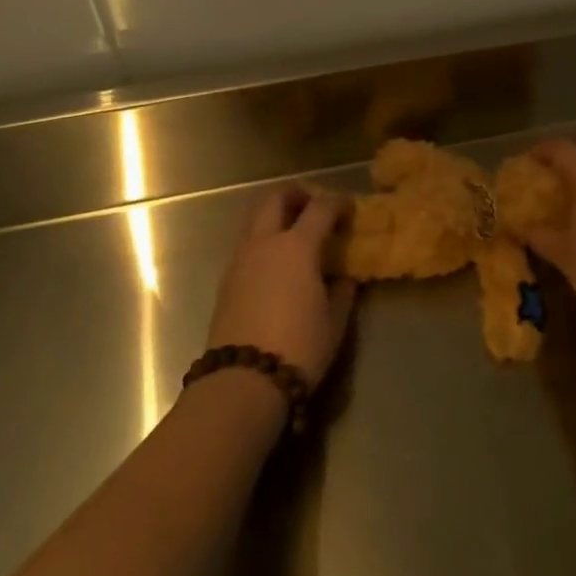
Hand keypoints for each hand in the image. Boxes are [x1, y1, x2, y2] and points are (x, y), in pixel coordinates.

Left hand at [206, 185, 354, 387]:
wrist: (243, 381)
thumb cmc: (299, 347)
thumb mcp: (335, 321)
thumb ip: (342, 291)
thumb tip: (342, 276)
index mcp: (297, 247)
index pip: (320, 208)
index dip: (338, 203)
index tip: (349, 209)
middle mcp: (265, 243)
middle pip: (275, 198)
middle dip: (295, 194)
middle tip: (312, 205)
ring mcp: (240, 260)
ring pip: (255, 220)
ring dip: (275, 216)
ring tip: (295, 235)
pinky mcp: (226, 281)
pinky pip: (247, 245)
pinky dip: (263, 241)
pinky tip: (277, 264)